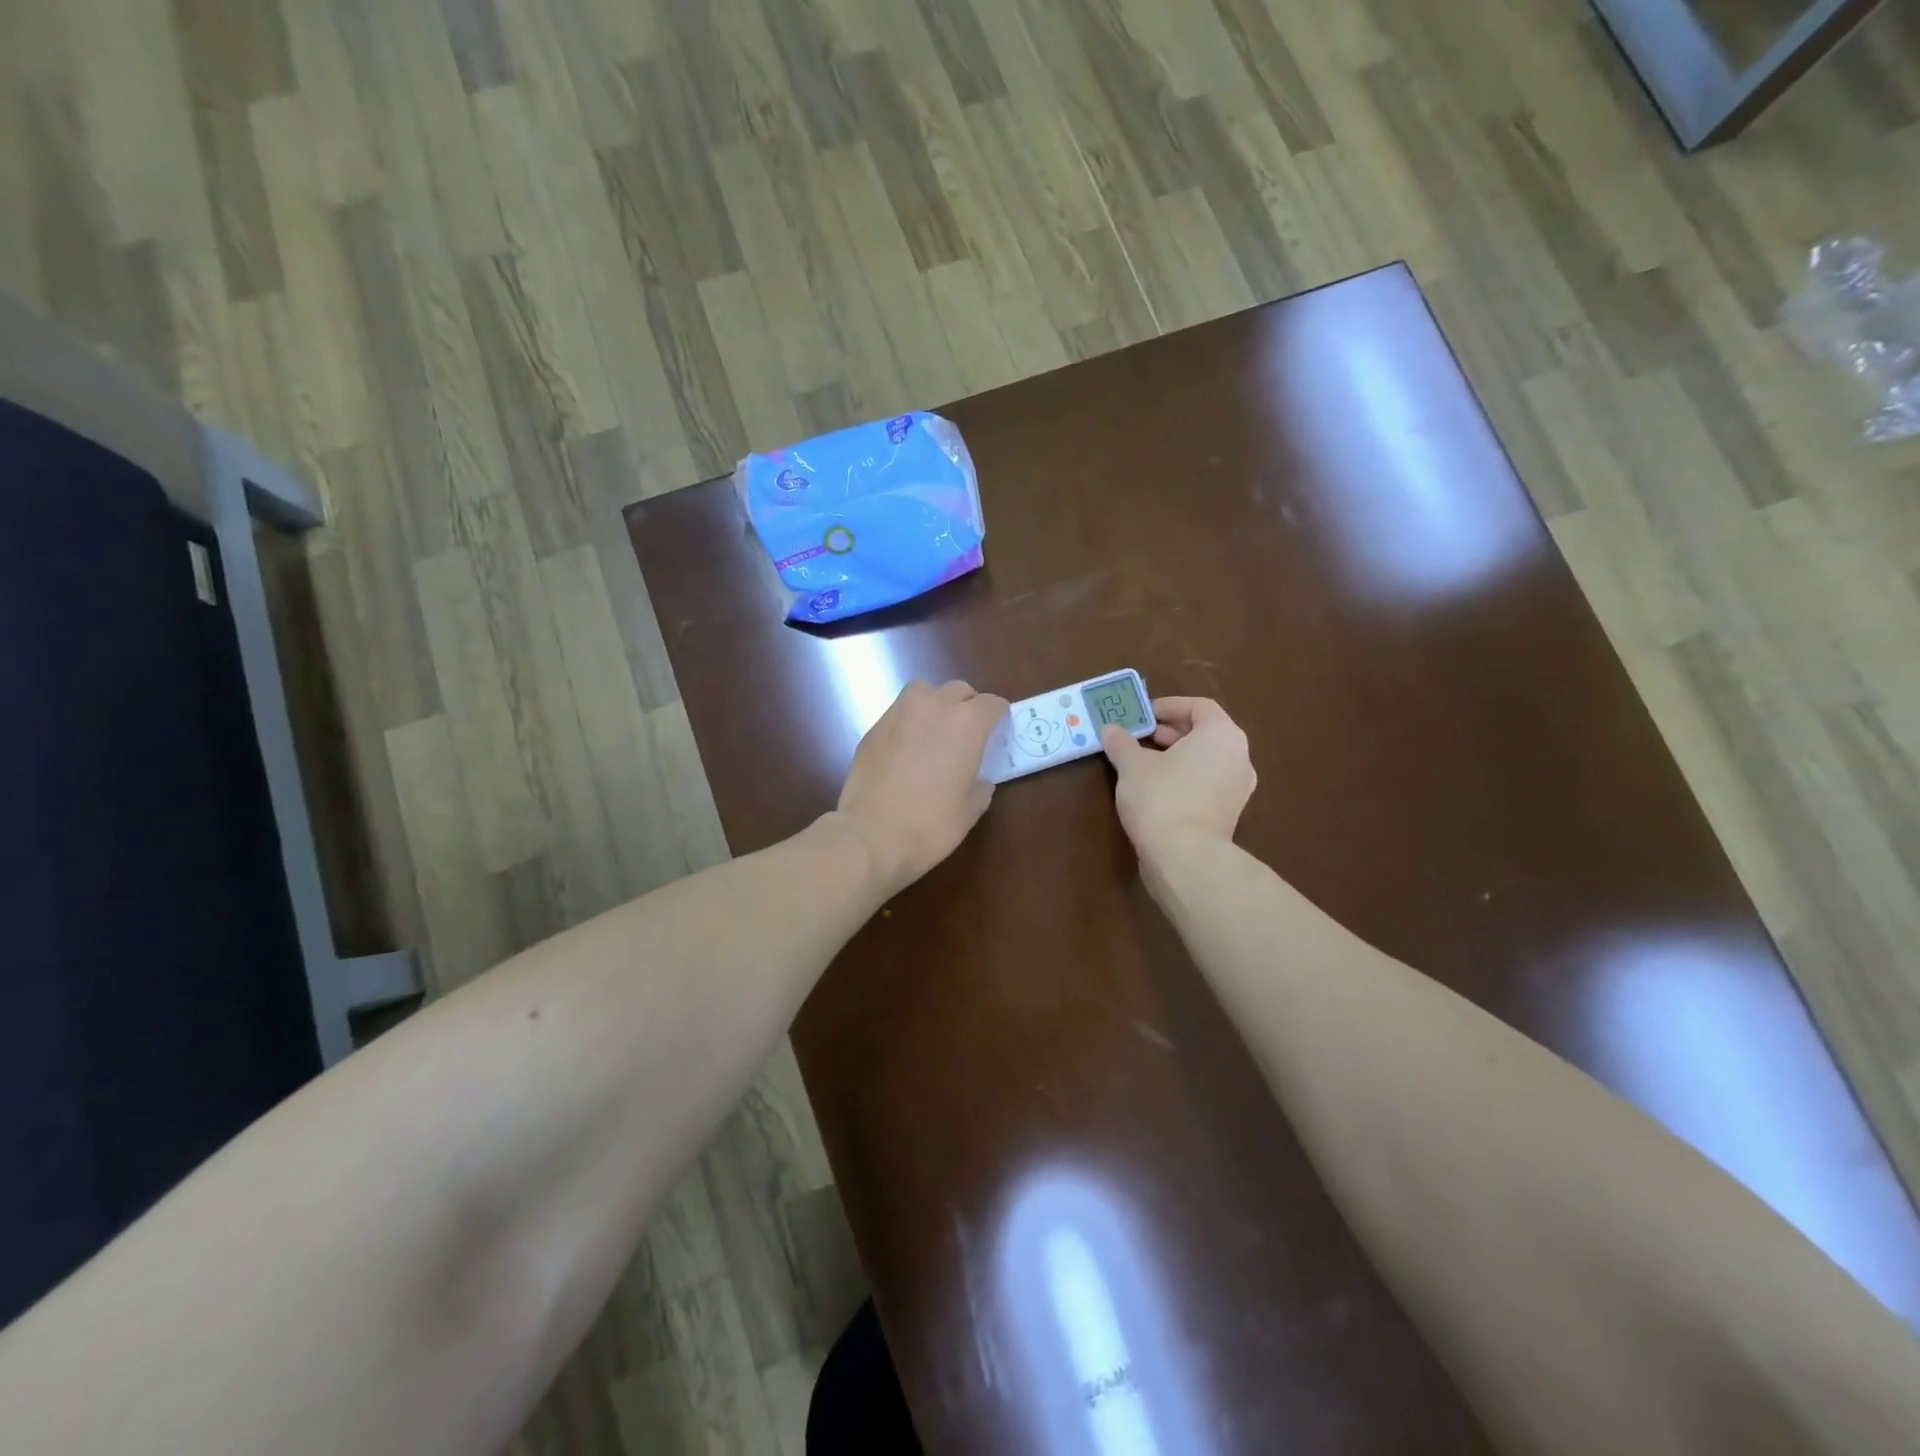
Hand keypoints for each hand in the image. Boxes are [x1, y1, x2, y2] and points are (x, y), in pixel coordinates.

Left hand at [835, 679, 1008, 896]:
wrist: (872, 834)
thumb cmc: (931, 824)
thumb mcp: (969, 811)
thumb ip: (980, 787)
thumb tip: (979, 781)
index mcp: (967, 724)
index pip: (992, 704)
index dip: (998, 716)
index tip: (998, 731)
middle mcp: (934, 707)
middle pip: (958, 690)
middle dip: (967, 706)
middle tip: (967, 733)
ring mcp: (899, 713)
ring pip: (923, 691)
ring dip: (934, 704)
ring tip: (934, 731)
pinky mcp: (873, 728)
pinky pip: (898, 713)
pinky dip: (908, 722)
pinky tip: (906, 749)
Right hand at [1101, 697, 1256, 868]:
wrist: (1185, 857)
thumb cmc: (1161, 797)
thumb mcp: (1132, 765)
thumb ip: (1122, 743)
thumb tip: (1110, 729)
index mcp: (1222, 735)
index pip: (1199, 706)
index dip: (1169, 706)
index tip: (1143, 715)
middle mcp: (1239, 757)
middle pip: (1205, 733)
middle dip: (1170, 731)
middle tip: (1140, 736)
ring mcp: (1238, 788)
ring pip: (1206, 760)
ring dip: (1176, 756)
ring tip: (1143, 762)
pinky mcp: (1229, 814)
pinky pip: (1207, 783)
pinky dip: (1185, 778)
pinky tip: (1156, 788)